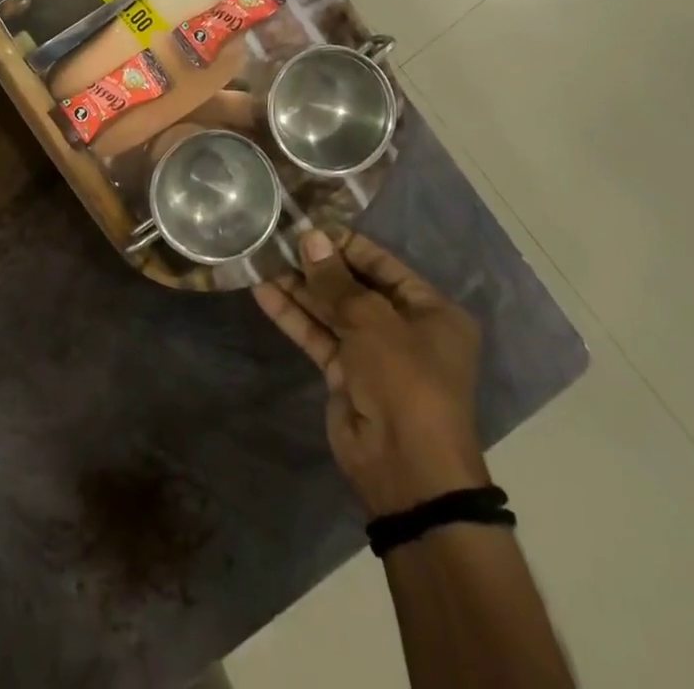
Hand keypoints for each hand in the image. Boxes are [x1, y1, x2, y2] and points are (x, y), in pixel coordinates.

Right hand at [255, 230, 488, 517]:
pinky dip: (293, 316)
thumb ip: (336, 280)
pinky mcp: (346, 375)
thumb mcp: (372, 321)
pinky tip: (263, 292)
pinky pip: (318, 336)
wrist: (406, 468)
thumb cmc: (405, 379)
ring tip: (262, 258)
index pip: (382, 264)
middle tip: (277, 239)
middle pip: (353, 286)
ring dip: (299, 288)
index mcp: (431, 311)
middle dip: (316, 265)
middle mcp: (405, 328)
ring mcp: (373, 353)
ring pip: (331, 311)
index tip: (306, 225)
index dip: (345, 244)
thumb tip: (310, 237)